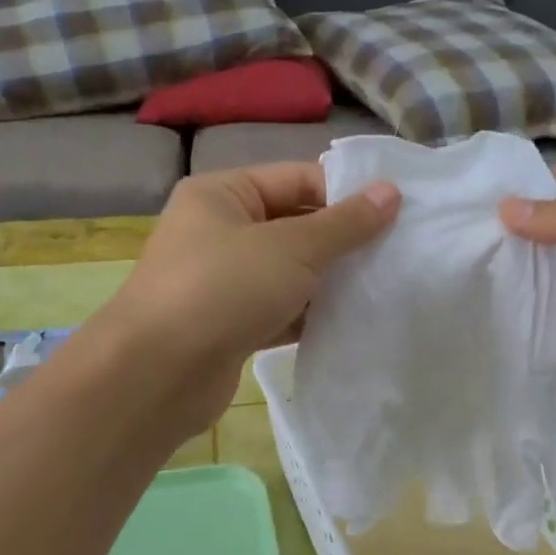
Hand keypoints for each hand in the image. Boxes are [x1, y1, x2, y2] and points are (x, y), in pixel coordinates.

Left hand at [102, 163, 399, 433]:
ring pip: (291, 272)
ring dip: (331, 280)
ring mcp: (224, 282)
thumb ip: (345, 223)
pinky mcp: (231, 325)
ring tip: (384, 286)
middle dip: (343, 241)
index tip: (397, 215)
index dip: (346, 194)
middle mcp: (220, 232)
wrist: (158, 375)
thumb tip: (391, 192)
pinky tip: (352, 321)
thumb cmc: (223, 289)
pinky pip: (281, 309)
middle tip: (397, 253)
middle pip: (295, 225)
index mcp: (223, 194)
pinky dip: (311, 314)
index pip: (297, 179)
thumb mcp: (292, 248)